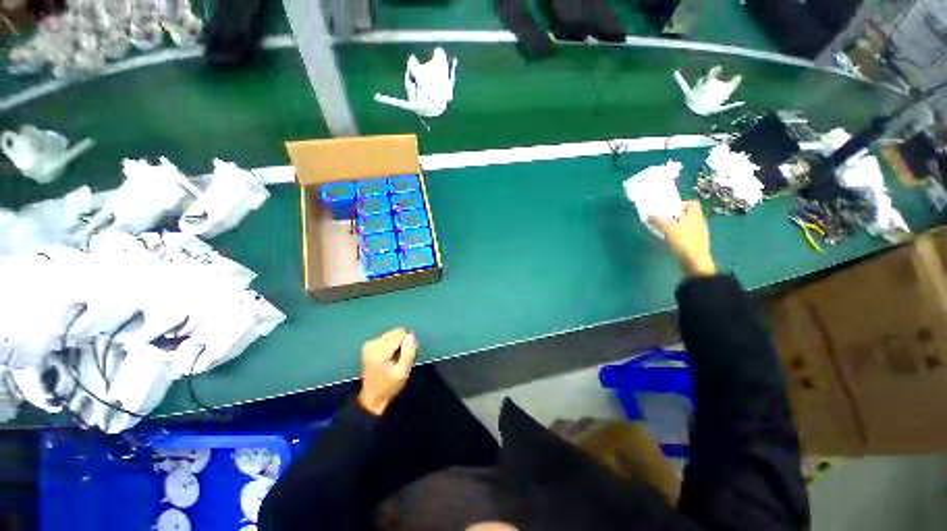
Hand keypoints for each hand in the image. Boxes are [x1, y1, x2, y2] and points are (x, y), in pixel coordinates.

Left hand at [357, 328, 417, 415]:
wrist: (372, 398)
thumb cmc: (389, 386)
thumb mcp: (403, 372)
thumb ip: (409, 352)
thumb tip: (411, 335)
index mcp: (379, 352)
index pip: (400, 335)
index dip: (408, 344)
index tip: (406, 357)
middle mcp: (372, 344)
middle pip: (396, 332)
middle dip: (402, 342)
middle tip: (401, 359)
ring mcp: (369, 344)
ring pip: (392, 334)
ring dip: (397, 344)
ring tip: (395, 359)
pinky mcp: (369, 345)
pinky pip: (387, 337)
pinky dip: (392, 345)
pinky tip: (389, 357)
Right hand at [650, 200, 715, 276]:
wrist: (694, 262)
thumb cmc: (684, 242)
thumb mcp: (668, 228)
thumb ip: (658, 220)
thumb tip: (649, 215)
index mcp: (696, 216)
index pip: (691, 203)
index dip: (680, 203)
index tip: (668, 208)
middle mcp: (698, 223)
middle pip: (686, 214)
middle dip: (674, 215)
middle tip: (662, 218)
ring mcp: (697, 234)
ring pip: (684, 225)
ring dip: (674, 225)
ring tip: (662, 229)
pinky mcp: (693, 243)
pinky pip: (683, 234)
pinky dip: (675, 234)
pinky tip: (667, 239)